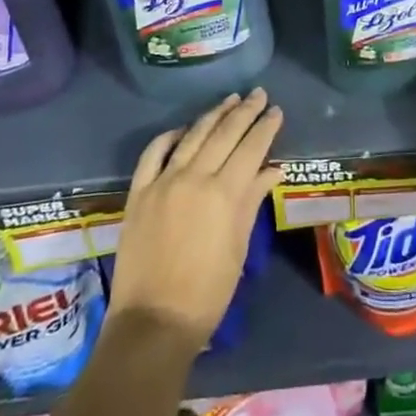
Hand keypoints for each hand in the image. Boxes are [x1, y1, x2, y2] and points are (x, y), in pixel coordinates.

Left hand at [110, 88, 283, 347]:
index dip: (265, 127)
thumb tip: (272, 169)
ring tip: (230, 99)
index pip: (251, 148)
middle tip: (258, 94)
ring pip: (193, 135)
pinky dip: (170, 136)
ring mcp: (163, 181)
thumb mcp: (238, 248)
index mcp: (224, 194)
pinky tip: (183, 128)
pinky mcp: (139, 191)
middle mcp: (194, 177)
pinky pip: (154, 152)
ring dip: (214, 114)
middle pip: (224, 134)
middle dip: (244, 111)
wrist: (153, 322)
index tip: (276, 110)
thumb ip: (252, 202)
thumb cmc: (207, 293)